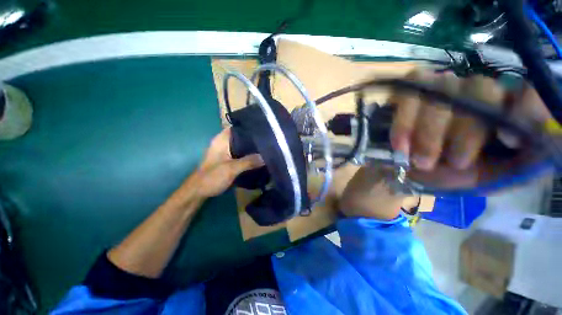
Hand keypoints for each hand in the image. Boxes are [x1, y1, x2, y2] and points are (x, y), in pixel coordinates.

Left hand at [194, 128, 263, 197]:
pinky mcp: (228, 159)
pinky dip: (248, 154)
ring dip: (252, 147)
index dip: (250, 127)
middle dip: (254, 138)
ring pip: (242, 146)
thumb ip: (249, 162)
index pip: (238, 127)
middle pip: (241, 136)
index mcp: (221, 140)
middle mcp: (224, 143)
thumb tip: (266, 157)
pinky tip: (258, 157)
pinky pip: (241, 153)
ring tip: (266, 147)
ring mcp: (225, 151)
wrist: (198, 192)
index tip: (264, 129)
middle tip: (268, 140)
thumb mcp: (231, 169)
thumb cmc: (212, 177)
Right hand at [389, 69, 549, 188]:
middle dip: (465, 131)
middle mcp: (476, 91)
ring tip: (418, 161)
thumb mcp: (493, 177)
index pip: (526, 92)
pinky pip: (407, 96)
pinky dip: (404, 123)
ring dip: (428, 132)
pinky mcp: (410, 93)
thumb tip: (550, 145)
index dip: (524, 108)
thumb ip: (523, 163)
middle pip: (479, 90)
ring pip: (442, 92)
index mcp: (503, 110)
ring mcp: (440, 87)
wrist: (408, 171)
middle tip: (453, 163)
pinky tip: (400, 145)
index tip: (509, 139)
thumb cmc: (452, 174)